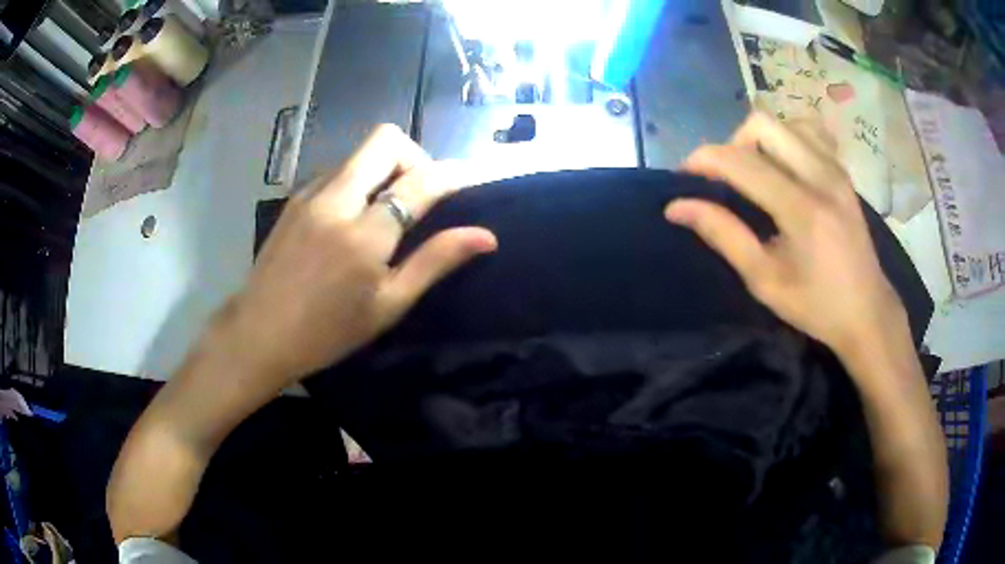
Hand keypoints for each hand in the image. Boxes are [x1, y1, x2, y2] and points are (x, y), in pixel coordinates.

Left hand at [219, 124, 496, 383]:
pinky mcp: (295, 198)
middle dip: (415, 157)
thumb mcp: (388, 304)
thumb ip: (435, 262)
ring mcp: (310, 194)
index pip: (420, 181)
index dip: (453, 174)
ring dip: (385, 168)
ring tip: (387, 208)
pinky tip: (353, 216)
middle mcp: (337, 200)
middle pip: (386, 140)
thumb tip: (486, 236)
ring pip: (360, 153)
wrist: (259, 334)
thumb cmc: (328, 332)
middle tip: (420, 193)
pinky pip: (337, 170)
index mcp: (365, 234)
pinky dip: (357, 180)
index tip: (470, 178)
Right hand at [666, 113, 906, 365]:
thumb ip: (724, 236)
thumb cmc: (816, 306)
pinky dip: (788, 138)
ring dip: (760, 140)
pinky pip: (810, 132)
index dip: (704, 159)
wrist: (867, 311)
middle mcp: (821, 177)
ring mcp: (836, 170)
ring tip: (756, 172)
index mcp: (802, 209)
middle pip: (762, 124)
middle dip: (732, 143)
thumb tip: (677, 207)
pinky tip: (785, 166)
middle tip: (727, 178)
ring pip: (786, 122)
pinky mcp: (843, 172)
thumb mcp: (765, 281)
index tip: (684, 177)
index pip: (742, 161)